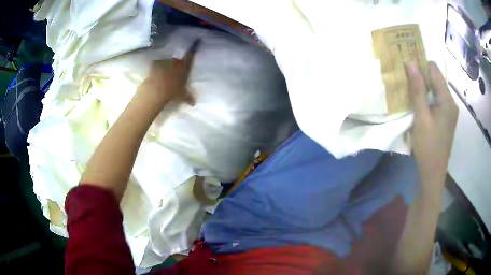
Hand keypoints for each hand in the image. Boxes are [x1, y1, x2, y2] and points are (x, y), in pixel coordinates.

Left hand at [137, 40, 199, 107]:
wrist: (157, 89)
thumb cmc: (173, 91)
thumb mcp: (182, 95)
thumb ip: (188, 97)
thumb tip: (193, 104)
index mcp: (184, 66)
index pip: (191, 54)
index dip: (195, 46)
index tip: (197, 39)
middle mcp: (176, 61)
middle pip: (179, 53)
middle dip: (179, 51)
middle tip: (179, 49)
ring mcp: (165, 61)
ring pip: (167, 55)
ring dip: (167, 56)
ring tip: (166, 56)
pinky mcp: (155, 63)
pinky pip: (156, 59)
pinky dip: (155, 60)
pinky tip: (154, 61)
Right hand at [406, 62, 457, 190]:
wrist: (432, 175)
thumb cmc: (428, 148)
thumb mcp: (421, 118)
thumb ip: (417, 91)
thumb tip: (410, 63)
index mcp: (447, 100)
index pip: (434, 70)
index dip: (421, 64)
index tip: (406, 63)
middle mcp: (451, 103)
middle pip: (435, 80)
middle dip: (421, 76)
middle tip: (404, 75)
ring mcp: (449, 112)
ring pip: (435, 91)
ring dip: (422, 88)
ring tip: (408, 88)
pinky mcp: (445, 119)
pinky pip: (435, 101)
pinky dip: (426, 98)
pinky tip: (417, 103)